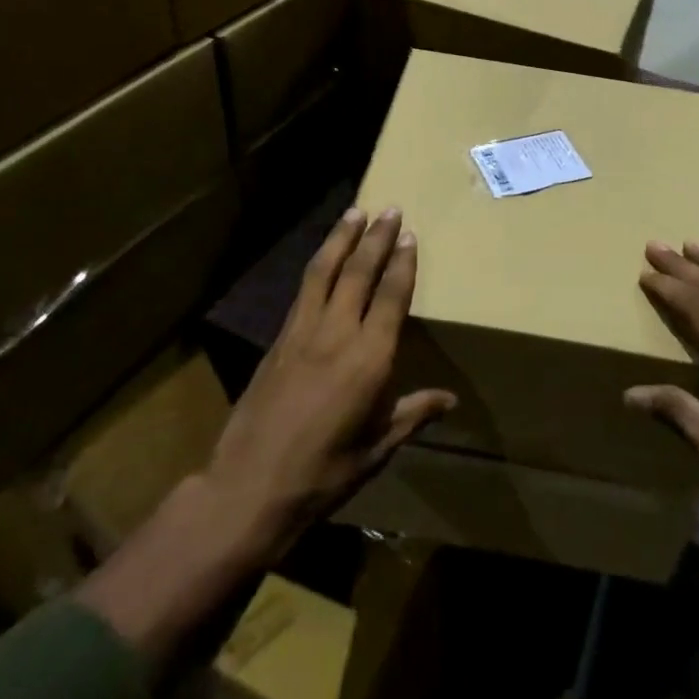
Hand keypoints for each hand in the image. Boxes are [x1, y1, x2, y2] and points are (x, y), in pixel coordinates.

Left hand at [202, 206, 455, 559]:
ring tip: (355, 212)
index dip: (402, 264)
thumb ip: (413, 414)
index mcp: (369, 359)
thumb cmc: (323, 475)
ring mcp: (303, 332)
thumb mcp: (377, 449)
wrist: (248, 489)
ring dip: (342, 239)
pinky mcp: (279, 339)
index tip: (410, 236)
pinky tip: (323, 258)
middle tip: (390, 209)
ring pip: (325, 272)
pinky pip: (304, 290)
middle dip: (376, 238)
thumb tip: (450, 399)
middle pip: (359, 272)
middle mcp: (337, 334)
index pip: (391, 297)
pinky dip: (318, 265)